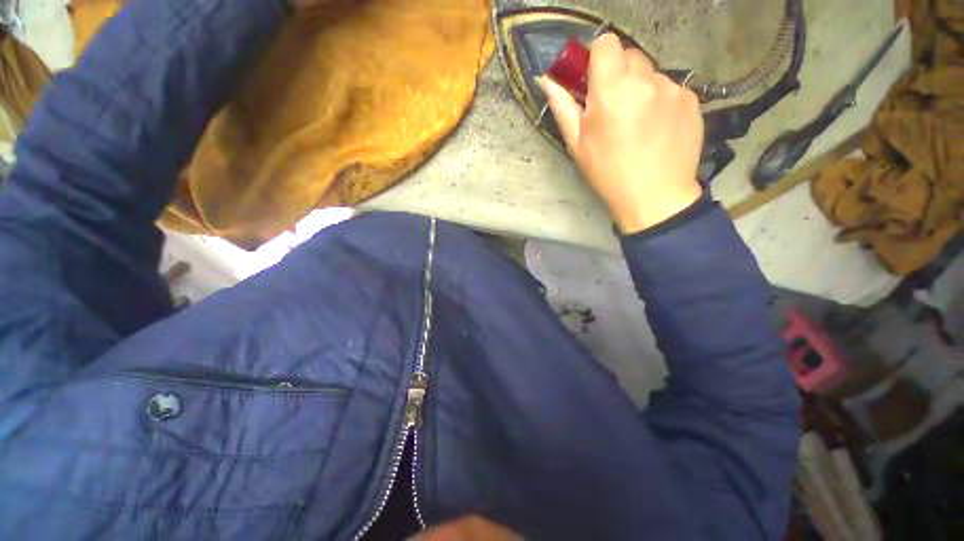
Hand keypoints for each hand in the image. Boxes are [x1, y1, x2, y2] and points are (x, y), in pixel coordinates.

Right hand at [539, 33, 703, 233]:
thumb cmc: (607, 173)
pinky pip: (670, 88)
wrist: (654, 195)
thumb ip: (562, 107)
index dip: (597, 56)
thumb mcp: (577, 144)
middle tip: (613, 107)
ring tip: (637, 123)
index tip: (593, 79)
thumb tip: (547, 80)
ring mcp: (673, 87)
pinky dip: (660, 100)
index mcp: (612, 90)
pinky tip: (656, 127)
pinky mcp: (691, 99)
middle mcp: (645, 80)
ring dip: (640, 88)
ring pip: (651, 73)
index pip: (606, 43)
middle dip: (618, 74)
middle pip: (630, 55)